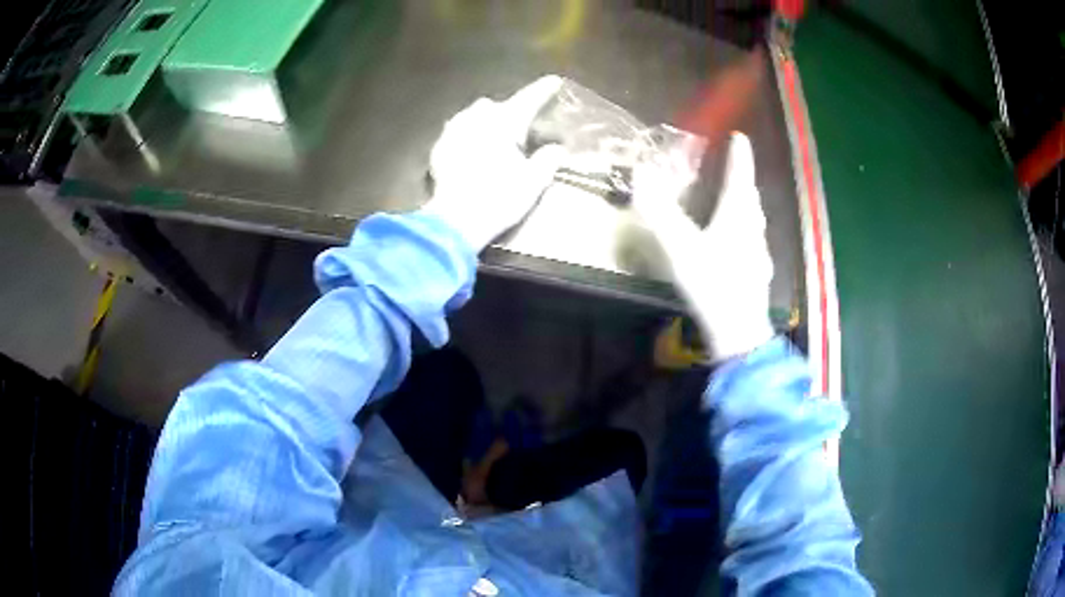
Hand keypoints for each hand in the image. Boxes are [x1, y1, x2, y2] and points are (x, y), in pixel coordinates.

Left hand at [421, 76, 567, 251]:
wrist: (455, 221)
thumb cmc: (499, 198)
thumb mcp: (534, 181)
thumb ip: (548, 159)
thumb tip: (556, 148)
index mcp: (504, 122)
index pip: (528, 99)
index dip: (543, 90)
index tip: (554, 81)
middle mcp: (476, 118)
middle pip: (495, 105)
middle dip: (507, 112)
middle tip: (517, 129)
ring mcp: (453, 131)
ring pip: (472, 116)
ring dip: (484, 122)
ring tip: (492, 139)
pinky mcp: (438, 148)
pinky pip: (456, 132)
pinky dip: (466, 137)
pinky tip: (469, 151)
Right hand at [632, 133, 773, 361]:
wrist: (739, 331)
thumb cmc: (712, 283)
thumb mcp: (680, 245)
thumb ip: (659, 210)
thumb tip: (641, 171)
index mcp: (737, 215)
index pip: (740, 176)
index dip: (740, 155)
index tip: (740, 137)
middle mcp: (752, 229)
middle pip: (751, 198)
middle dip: (744, 180)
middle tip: (737, 168)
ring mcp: (758, 253)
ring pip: (755, 221)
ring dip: (747, 205)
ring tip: (737, 201)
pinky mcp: (757, 274)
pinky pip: (753, 242)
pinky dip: (746, 232)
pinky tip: (737, 245)